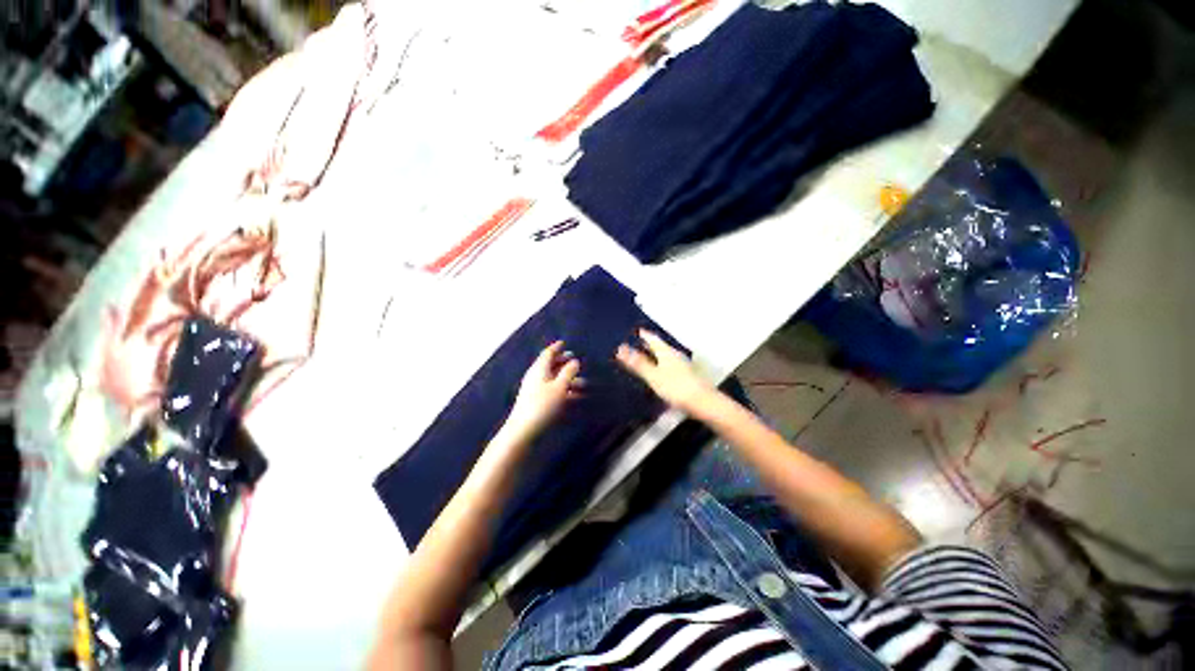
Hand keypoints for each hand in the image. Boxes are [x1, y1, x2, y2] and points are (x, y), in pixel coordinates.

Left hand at [506, 341, 581, 437]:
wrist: (523, 430)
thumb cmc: (543, 405)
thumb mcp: (560, 387)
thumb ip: (568, 372)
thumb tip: (575, 361)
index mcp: (539, 369)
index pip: (548, 353)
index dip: (556, 347)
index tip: (564, 343)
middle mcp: (536, 376)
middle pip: (550, 365)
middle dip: (563, 362)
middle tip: (575, 360)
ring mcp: (535, 390)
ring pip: (553, 379)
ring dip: (567, 379)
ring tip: (583, 383)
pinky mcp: (536, 402)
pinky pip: (552, 390)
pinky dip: (564, 390)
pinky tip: (575, 397)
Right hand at [617, 330, 716, 415]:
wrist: (703, 403)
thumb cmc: (676, 387)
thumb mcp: (653, 376)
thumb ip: (638, 363)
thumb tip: (621, 348)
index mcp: (666, 352)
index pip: (653, 339)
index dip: (644, 334)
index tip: (635, 331)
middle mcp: (674, 356)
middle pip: (659, 347)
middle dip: (648, 345)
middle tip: (636, 343)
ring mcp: (681, 366)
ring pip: (664, 356)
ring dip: (654, 355)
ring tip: (644, 357)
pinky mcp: (685, 377)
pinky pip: (668, 366)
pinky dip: (659, 365)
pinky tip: (657, 373)